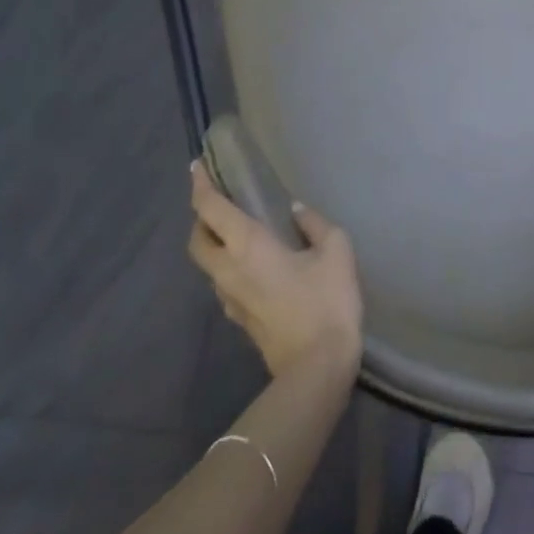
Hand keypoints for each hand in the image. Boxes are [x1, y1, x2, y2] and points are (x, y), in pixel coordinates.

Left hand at [188, 161, 363, 379]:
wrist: (317, 367)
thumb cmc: (326, 301)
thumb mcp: (336, 251)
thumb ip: (315, 224)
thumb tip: (297, 211)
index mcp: (247, 245)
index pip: (210, 209)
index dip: (200, 185)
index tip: (197, 166)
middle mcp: (228, 269)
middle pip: (197, 239)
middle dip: (201, 217)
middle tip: (220, 201)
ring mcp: (229, 298)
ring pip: (208, 264)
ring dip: (215, 243)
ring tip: (239, 231)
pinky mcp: (239, 319)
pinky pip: (225, 282)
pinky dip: (230, 265)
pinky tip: (256, 265)